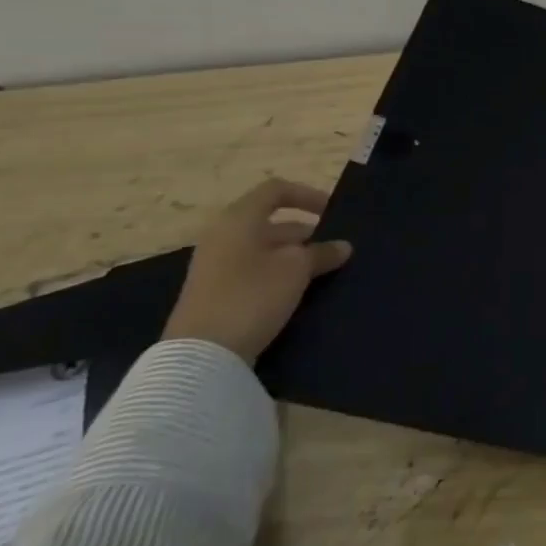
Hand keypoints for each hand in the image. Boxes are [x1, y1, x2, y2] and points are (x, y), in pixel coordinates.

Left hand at [161, 179, 352, 362]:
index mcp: (239, 220)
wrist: (202, 354)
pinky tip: (301, 290)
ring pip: (265, 248)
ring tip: (325, 270)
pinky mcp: (217, 292)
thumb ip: (322, 252)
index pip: (276, 190)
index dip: (307, 195)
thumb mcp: (297, 269)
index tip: (333, 213)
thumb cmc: (252, 295)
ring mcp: (217, 266)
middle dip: (307, 232)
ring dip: (296, 255)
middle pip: (271, 222)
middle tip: (335, 248)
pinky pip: (255, 270)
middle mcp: (224, 236)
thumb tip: (342, 246)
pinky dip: (280, 273)